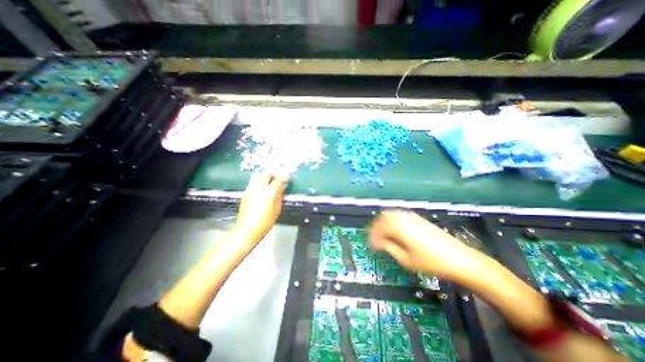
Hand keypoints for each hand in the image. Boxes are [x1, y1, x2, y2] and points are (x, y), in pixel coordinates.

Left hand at [236, 171, 287, 242]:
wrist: (248, 229)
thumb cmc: (266, 221)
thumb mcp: (277, 208)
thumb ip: (280, 194)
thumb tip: (283, 185)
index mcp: (269, 192)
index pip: (279, 178)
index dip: (285, 176)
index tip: (288, 176)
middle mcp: (259, 187)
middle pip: (266, 173)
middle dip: (274, 173)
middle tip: (278, 178)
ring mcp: (251, 189)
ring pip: (258, 175)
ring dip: (265, 176)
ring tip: (270, 181)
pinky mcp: (245, 192)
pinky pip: (253, 181)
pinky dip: (259, 180)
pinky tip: (262, 187)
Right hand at [371, 210, 481, 279]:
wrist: (458, 259)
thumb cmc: (430, 262)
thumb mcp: (405, 259)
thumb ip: (389, 247)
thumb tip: (378, 242)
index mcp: (398, 227)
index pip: (379, 228)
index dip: (373, 236)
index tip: (372, 245)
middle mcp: (403, 218)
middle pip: (383, 217)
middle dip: (376, 227)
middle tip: (375, 239)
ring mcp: (411, 216)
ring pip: (391, 214)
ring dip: (384, 223)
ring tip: (383, 235)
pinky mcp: (418, 218)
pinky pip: (399, 215)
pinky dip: (393, 221)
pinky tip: (395, 231)